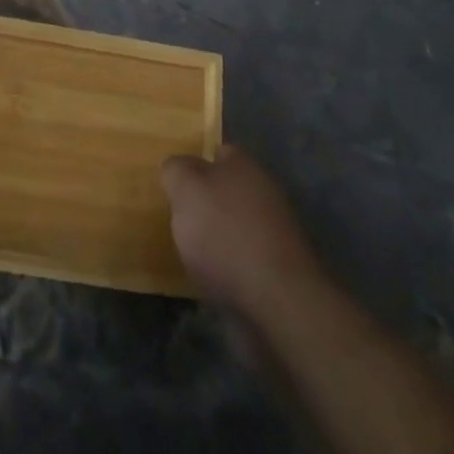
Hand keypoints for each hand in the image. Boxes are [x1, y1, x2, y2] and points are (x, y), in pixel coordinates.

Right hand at [162, 144, 323, 322]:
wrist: (277, 301)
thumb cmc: (225, 233)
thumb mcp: (186, 188)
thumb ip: (176, 170)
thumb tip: (177, 169)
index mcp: (243, 165)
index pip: (218, 152)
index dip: (195, 163)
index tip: (175, 182)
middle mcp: (263, 192)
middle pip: (227, 190)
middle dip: (205, 202)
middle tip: (177, 217)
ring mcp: (275, 233)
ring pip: (236, 225)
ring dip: (217, 236)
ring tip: (189, 252)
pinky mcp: (278, 271)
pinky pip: (244, 259)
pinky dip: (229, 266)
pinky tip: (211, 278)